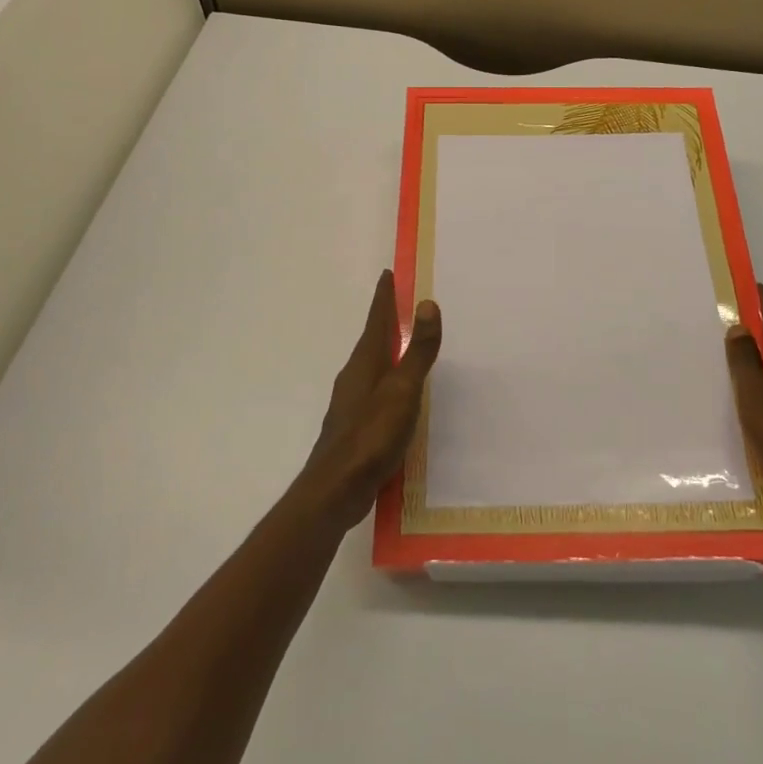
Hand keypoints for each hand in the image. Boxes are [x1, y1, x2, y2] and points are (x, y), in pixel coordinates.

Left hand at [294, 270, 441, 531]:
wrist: (335, 490)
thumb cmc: (371, 436)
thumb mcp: (402, 390)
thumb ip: (417, 350)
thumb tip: (427, 303)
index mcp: (365, 362)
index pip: (377, 319)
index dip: (384, 297)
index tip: (388, 274)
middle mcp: (355, 376)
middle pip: (373, 340)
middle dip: (386, 321)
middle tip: (403, 305)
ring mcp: (352, 403)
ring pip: (373, 366)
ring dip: (388, 352)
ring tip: (406, 346)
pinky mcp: (355, 427)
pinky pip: (375, 391)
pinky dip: (389, 381)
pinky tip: (400, 397)